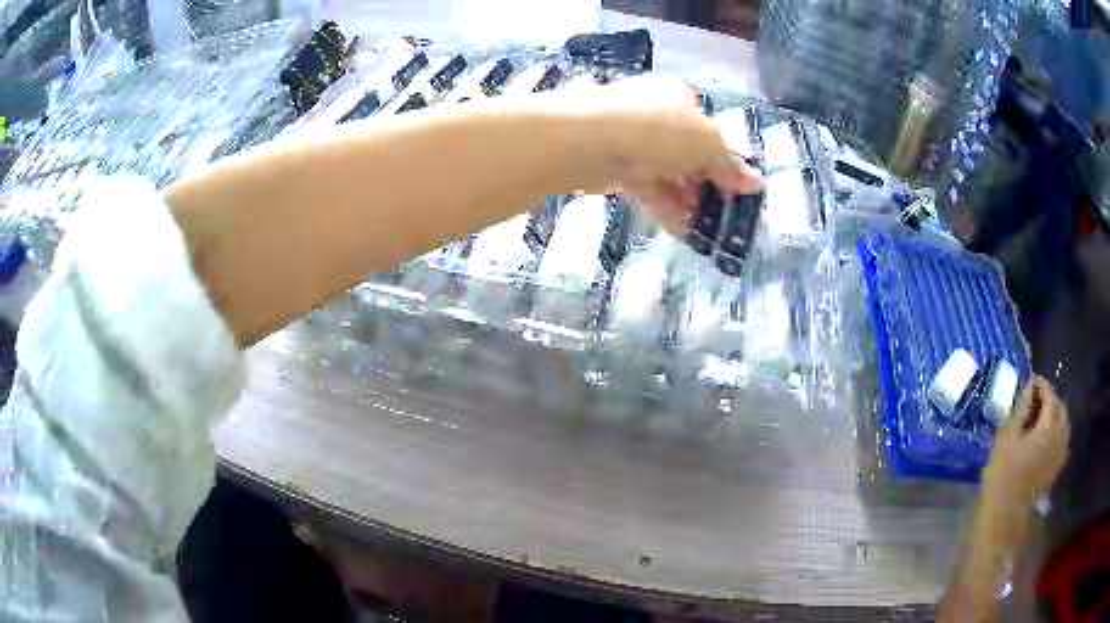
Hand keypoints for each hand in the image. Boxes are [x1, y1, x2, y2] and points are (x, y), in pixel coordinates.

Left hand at [550, 75, 761, 232]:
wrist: (586, 141)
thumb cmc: (657, 130)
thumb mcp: (706, 144)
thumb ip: (729, 165)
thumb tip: (755, 181)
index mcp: (677, 96)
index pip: (710, 128)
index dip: (727, 158)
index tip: (739, 189)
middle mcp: (654, 112)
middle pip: (688, 152)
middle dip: (706, 183)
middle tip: (722, 212)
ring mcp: (630, 139)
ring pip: (666, 172)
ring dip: (687, 200)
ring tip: (705, 228)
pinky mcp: (611, 165)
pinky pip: (645, 187)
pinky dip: (664, 207)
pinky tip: (682, 230)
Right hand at [981, 376, 1069, 538]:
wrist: (1005, 511)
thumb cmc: (1003, 472)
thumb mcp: (1007, 436)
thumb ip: (1021, 408)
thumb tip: (1029, 386)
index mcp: (1048, 425)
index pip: (1050, 394)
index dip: (1041, 385)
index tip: (1032, 381)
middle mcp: (1059, 435)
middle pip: (1060, 408)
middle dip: (1051, 399)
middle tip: (1037, 399)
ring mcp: (1059, 453)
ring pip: (1064, 424)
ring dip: (1056, 415)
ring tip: (1044, 417)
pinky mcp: (1056, 467)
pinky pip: (1063, 442)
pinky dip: (1058, 433)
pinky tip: (1049, 438)